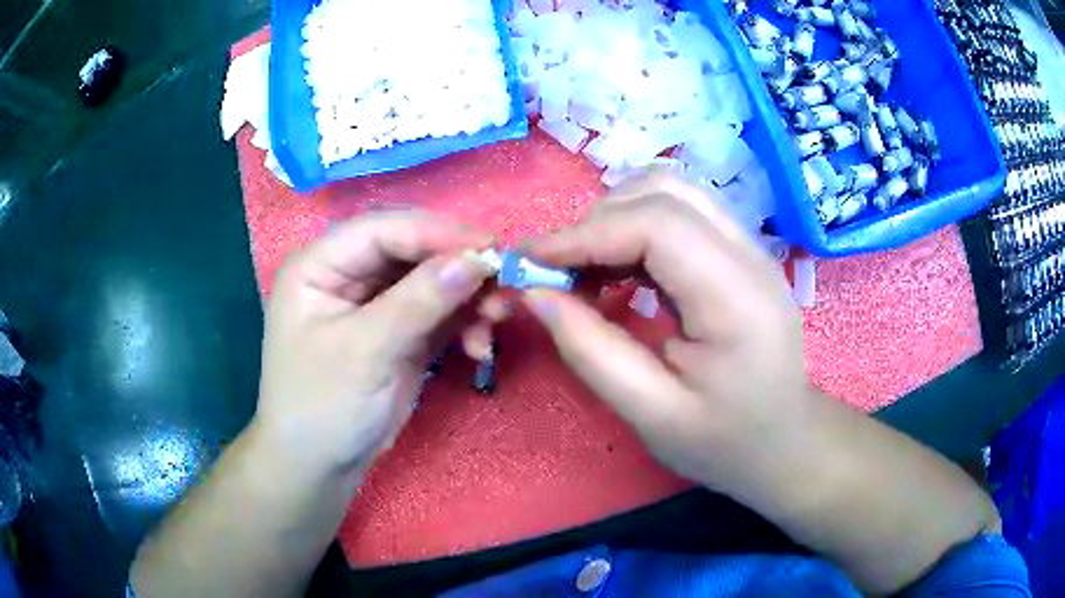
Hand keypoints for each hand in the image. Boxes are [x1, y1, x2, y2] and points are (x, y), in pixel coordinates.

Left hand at [255, 211, 492, 480]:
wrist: (320, 466)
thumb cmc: (322, 406)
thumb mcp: (365, 352)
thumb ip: (419, 301)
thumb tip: (478, 258)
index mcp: (320, 264)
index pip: (383, 230)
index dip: (435, 233)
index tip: (489, 249)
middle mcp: (348, 274)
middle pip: (413, 250)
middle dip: (459, 267)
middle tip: (503, 285)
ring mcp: (377, 303)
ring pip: (433, 280)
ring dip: (468, 297)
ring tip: (496, 321)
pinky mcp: (401, 331)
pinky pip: (441, 313)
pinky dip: (465, 324)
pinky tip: (479, 348)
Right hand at [522, 172, 814, 482]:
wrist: (784, 441)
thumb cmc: (724, 442)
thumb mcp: (652, 415)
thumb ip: (591, 352)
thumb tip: (533, 292)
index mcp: (738, 300)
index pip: (658, 225)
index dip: (586, 233)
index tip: (531, 262)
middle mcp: (750, 255)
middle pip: (664, 192)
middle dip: (597, 221)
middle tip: (558, 271)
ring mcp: (749, 247)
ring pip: (671, 191)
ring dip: (615, 217)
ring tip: (584, 268)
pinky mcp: (738, 251)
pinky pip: (679, 212)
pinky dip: (635, 227)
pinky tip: (617, 268)